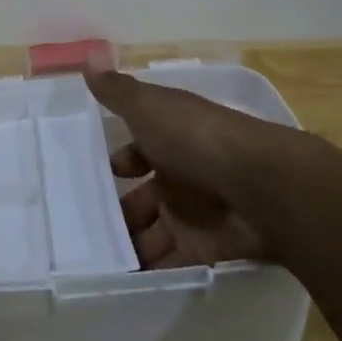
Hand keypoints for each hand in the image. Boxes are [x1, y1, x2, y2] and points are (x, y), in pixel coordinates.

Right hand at [86, 69, 309, 268]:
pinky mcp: (203, 249)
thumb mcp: (150, 107)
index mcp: (172, 139)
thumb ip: (118, 91)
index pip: (140, 151)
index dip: (119, 161)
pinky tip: (116, 281)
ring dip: (128, 244)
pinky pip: (170, 263)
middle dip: (118, 210)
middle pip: (144, 196)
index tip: (93, 174)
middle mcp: (182, 175)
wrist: (260, 186)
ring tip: (90, 260)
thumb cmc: (197, 139)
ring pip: (152, 232)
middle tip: (81, 227)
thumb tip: (88, 58)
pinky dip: (148, 272)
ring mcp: (194, 214)